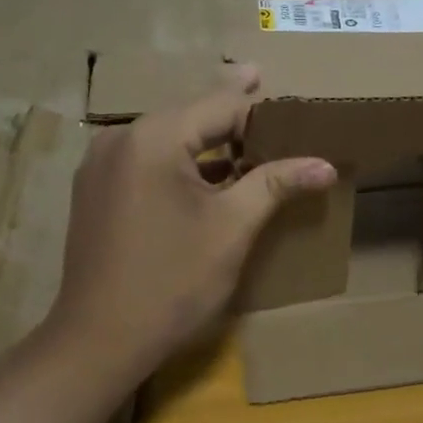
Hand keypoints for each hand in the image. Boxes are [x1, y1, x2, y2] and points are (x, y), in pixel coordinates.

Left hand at [46, 67, 335, 373]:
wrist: (98, 342)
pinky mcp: (95, 189)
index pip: (220, 105)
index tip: (292, 104)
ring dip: (206, 136)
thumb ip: (276, 183)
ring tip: (246, 129)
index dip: (261, 108)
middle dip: (231, 111)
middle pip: (190, 114)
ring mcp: (101, 164)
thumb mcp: (232, 228)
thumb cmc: (172, 281)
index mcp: (153, 138)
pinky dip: (181, 158)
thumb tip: (326, 165)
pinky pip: (148, 158)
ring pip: (168, 136)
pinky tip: (210, 168)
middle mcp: (120, 138)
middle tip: (263, 81)